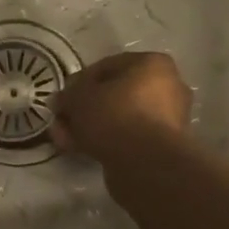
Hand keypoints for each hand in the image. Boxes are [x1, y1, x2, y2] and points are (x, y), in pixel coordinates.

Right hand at [51, 51, 192, 162]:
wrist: (144, 163)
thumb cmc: (114, 115)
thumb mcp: (79, 97)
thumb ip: (68, 95)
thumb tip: (61, 100)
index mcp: (152, 64)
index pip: (107, 66)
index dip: (79, 82)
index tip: (63, 97)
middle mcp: (167, 87)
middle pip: (114, 95)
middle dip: (84, 108)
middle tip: (61, 120)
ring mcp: (167, 119)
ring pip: (119, 118)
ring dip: (90, 126)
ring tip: (65, 138)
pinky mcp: (162, 147)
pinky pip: (128, 137)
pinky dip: (105, 141)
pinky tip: (79, 149)